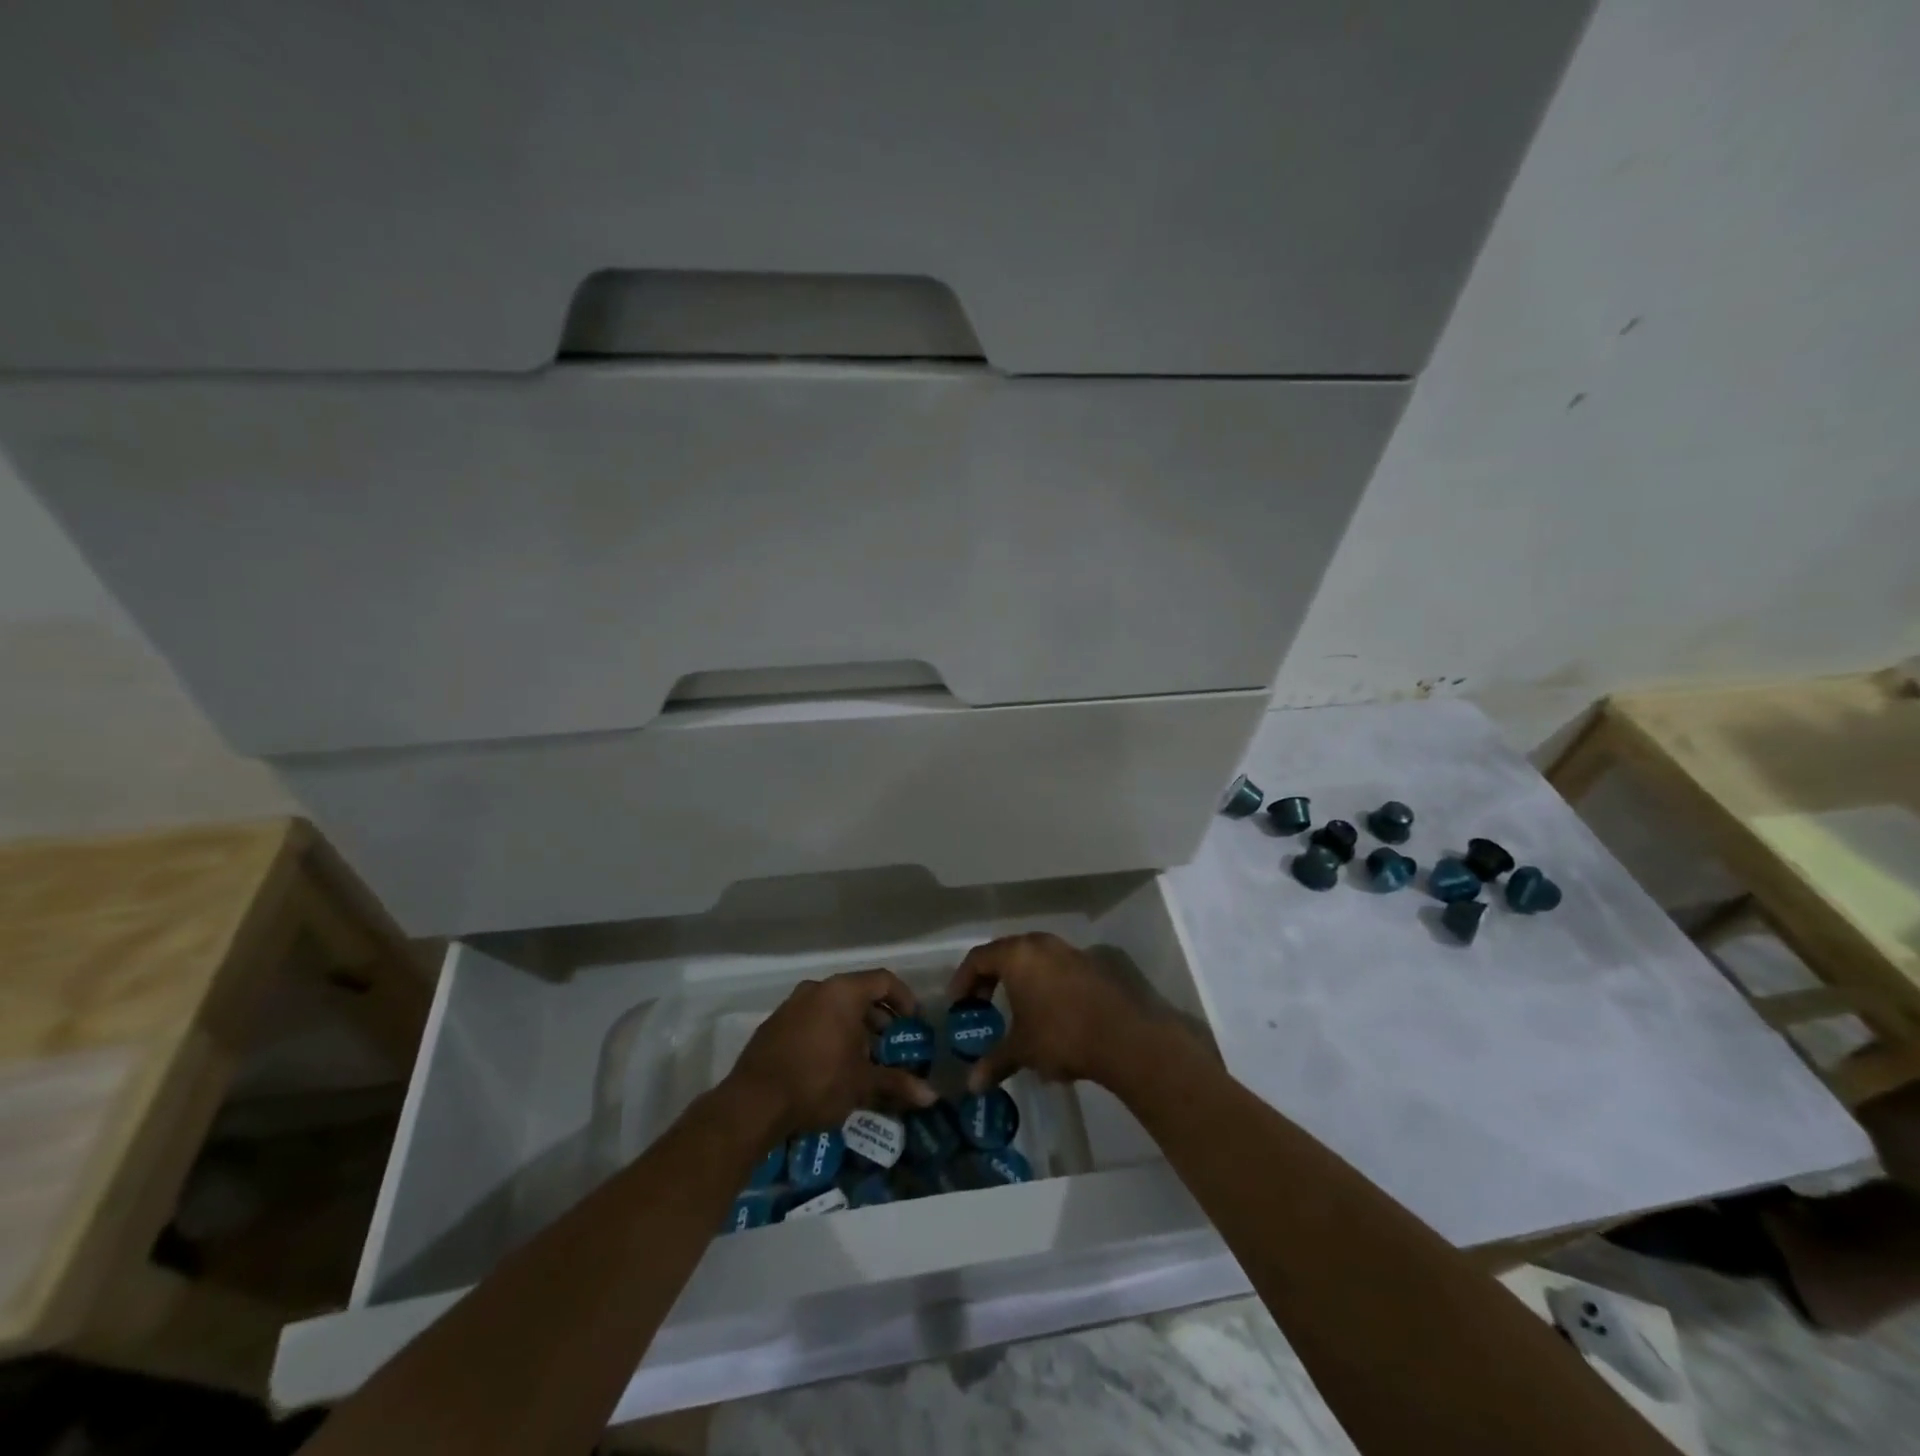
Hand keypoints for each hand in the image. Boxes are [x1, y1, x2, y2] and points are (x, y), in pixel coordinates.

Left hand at [726, 968, 937, 1136]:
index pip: (884, 980)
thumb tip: (931, 1097)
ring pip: (833, 1007)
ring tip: (864, 1058)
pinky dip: (829, 1033)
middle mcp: (817, 988)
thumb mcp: (862, 1084)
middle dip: (879, 1018)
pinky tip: (832, 1065)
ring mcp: (792, 1004)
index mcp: (842, 992)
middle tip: (892, 1045)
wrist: (753, 1103)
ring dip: (853, 1027)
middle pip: (858, 993)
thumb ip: (897, 1084)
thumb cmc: (817, 1081)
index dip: (904, 999)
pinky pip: (812, 1019)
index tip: (914, 1023)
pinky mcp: (774, 1025)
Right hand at [947, 932, 1156, 1092]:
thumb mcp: (1022, 1050)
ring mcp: (1069, 951)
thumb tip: (972, 1085)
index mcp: (1017, 955)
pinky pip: (1056, 967)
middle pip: (1006, 953)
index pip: (978, 958)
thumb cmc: (1061, 1035)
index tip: (958, 1003)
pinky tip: (1047, 1011)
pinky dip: (1043, 982)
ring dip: (1019, 979)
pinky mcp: (1092, 964)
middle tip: (982, 1004)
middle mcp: (1041, 944)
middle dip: (990, 978)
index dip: (963, 979)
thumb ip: (995, 1062)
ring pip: (1033, 958)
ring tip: (1015, 1008)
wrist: (1124, 1036)